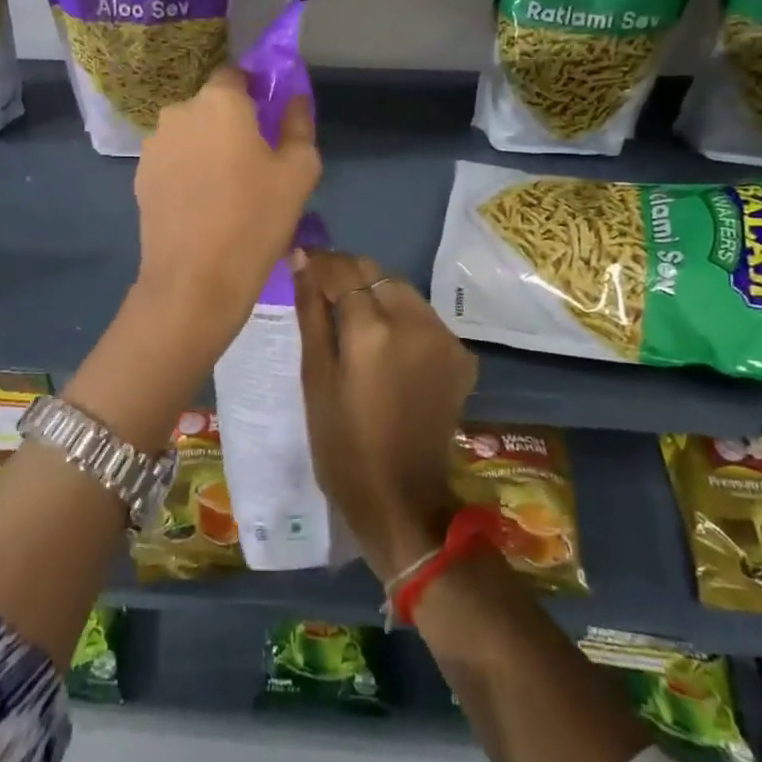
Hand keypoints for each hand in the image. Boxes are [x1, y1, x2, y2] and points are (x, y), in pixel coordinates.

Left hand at [133, 66, 319, 344]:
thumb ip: (298, 125)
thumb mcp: (299, 172)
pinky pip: (171, 162)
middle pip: (210, 107)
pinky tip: (201, 206)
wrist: (195, 279)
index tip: (269, 119)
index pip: (236, 75)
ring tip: (225, 190)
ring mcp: (154, 146)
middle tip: (253, 162)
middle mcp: (179, 112)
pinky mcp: (139, 177)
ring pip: (188, 135)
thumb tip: (293, 99)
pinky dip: (186, 172)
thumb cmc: (256, 219)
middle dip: (230, 124)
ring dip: (205, 149)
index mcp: (220, 102)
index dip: (254, 91)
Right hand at [293, 250, 477, 581]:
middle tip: (322, 295)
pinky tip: (385, 346)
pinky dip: (400, 318)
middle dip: (347, 275)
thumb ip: (311, 313)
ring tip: (352, 321)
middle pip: (375, 272)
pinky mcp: (460, 355)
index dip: (319, 263)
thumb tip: (301, 261)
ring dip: (375, 293)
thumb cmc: (342, 446)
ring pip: (401, 289)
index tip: (301, 264)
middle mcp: (415, 322)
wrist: (402, 500)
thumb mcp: (315, 379)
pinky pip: (423, 317)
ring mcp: (444, 338)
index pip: (342, 269)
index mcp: (372, 330)